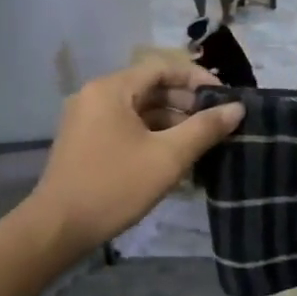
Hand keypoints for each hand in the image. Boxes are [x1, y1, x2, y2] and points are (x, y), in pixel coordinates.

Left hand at [31, 58, 243, 252]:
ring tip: (202, 142)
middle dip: (186, 103)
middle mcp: (96, 96)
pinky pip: (127, 127)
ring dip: (172, 122)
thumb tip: (237, 108)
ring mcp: (88, 120)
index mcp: (111, 89)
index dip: (196, 79)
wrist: (59, 227)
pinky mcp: (86, 142)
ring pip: (139, 110)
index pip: (162, 68)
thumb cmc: (115, 186)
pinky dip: (153, 135)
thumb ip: (205, 129)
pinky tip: (175, 157)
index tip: (224, 98)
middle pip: (150, 87)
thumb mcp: (168, 157)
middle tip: (217, 123)